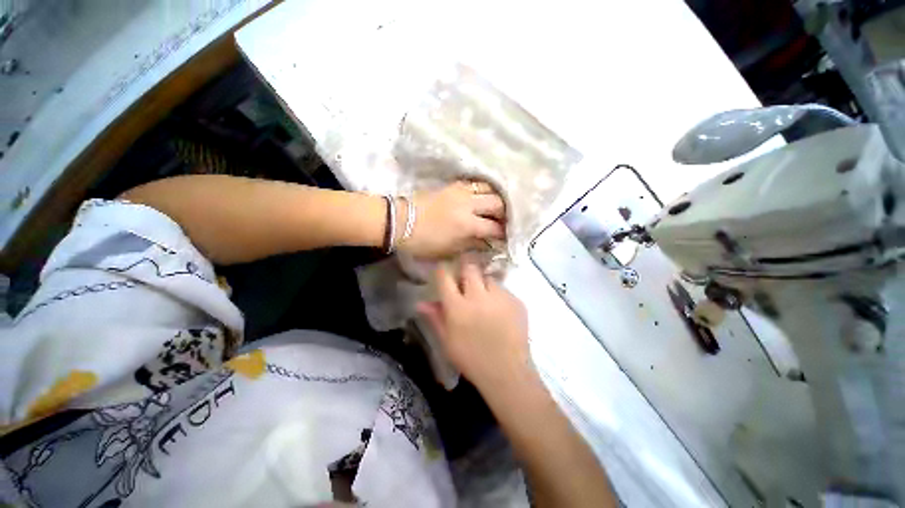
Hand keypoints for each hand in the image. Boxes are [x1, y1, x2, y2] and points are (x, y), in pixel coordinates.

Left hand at [399, 181, 504, 258]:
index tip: (506, 237)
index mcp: (467, 224)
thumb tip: (488, 243)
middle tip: (505, 221)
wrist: (400, 221)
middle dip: (505, 213)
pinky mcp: (452, 185)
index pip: (494, 227)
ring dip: (496, 198)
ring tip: (497, 208)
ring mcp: (460, 192)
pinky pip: (475, 183)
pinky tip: (483, 197)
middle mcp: (468, 204)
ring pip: (488, 188)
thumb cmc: (423, 241)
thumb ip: (472, 245)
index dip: (503, 233)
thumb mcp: (449, 249)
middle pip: (497, 203)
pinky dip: (483, 190)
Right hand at [417, 261, 531, 389]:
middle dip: (465, 269)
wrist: (507, 372)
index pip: (445, 277)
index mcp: (458, 307)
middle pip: (470, 268)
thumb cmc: (471, 359)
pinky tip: (499, 311)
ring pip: (488, 278)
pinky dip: (498, 295)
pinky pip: (503, 290)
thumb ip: (435, 318)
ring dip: (483, 284)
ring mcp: (500, 297)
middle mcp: (478, 296)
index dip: (442, 271)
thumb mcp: (447, 342)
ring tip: (484, 299)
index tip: (443, 271)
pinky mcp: (516, 301)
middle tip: (465, 279)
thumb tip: (421, 302)